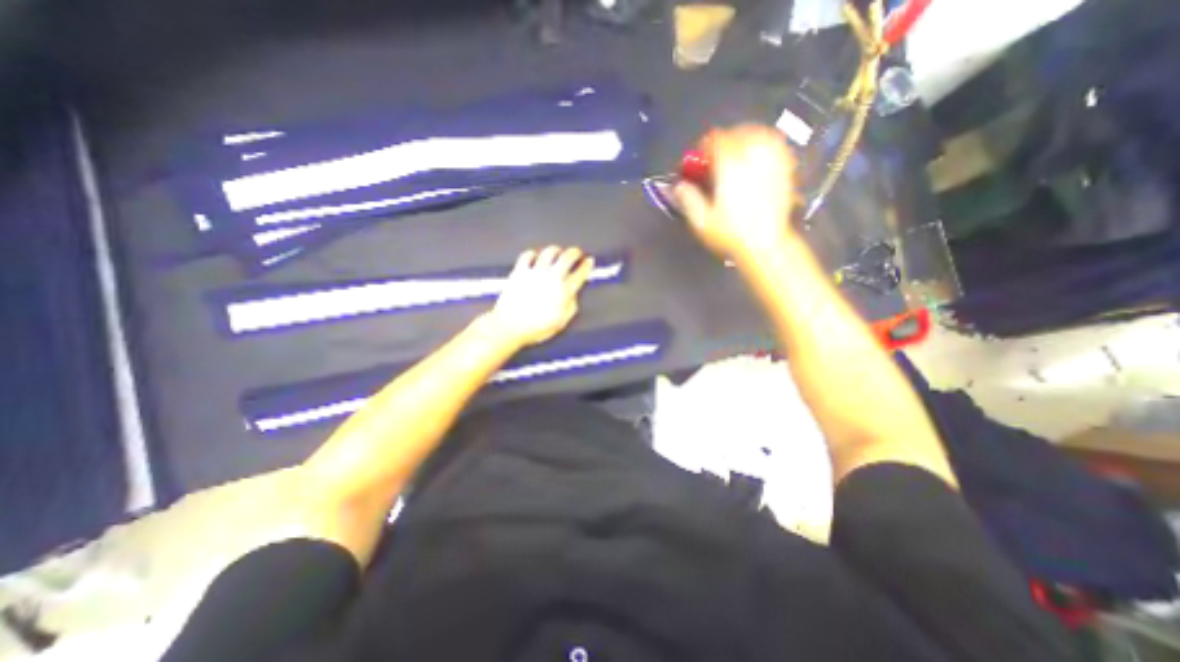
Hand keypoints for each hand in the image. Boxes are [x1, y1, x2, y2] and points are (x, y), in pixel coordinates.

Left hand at [490, 245, 599, 347]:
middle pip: (567, 257)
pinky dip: (534, 254)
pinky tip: (536, 256)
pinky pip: (528, 255)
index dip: (587, 265)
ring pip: (549, 252)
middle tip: (577, 253)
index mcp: (564, 291)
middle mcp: (551, 277)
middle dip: (575, 252)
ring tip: (558, 252)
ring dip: (556, 250)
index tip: (590, 261)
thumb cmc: (536, 328)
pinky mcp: (520, 271)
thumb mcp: (561, 322)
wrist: (510, 326)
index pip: (580, 273)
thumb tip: (573, 295)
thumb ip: (571, 307)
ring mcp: (535, 272)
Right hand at [678, 125, 797, 263]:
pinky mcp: (785, 170)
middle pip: (738, 132)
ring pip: (759, 133)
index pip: (717, 139)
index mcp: (729, 166)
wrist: (765, 245)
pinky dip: (766, 143)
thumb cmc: (731, 234)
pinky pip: (777, 145)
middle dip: (725, 139)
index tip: (700, 157)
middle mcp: (752, 158)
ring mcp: (772, 162)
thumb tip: (680, 186)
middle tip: (717, 154)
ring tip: (738, 148)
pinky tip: (760, 153)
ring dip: (746, 137)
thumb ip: (689, 199)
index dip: (705, 145)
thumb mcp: (701, 221)